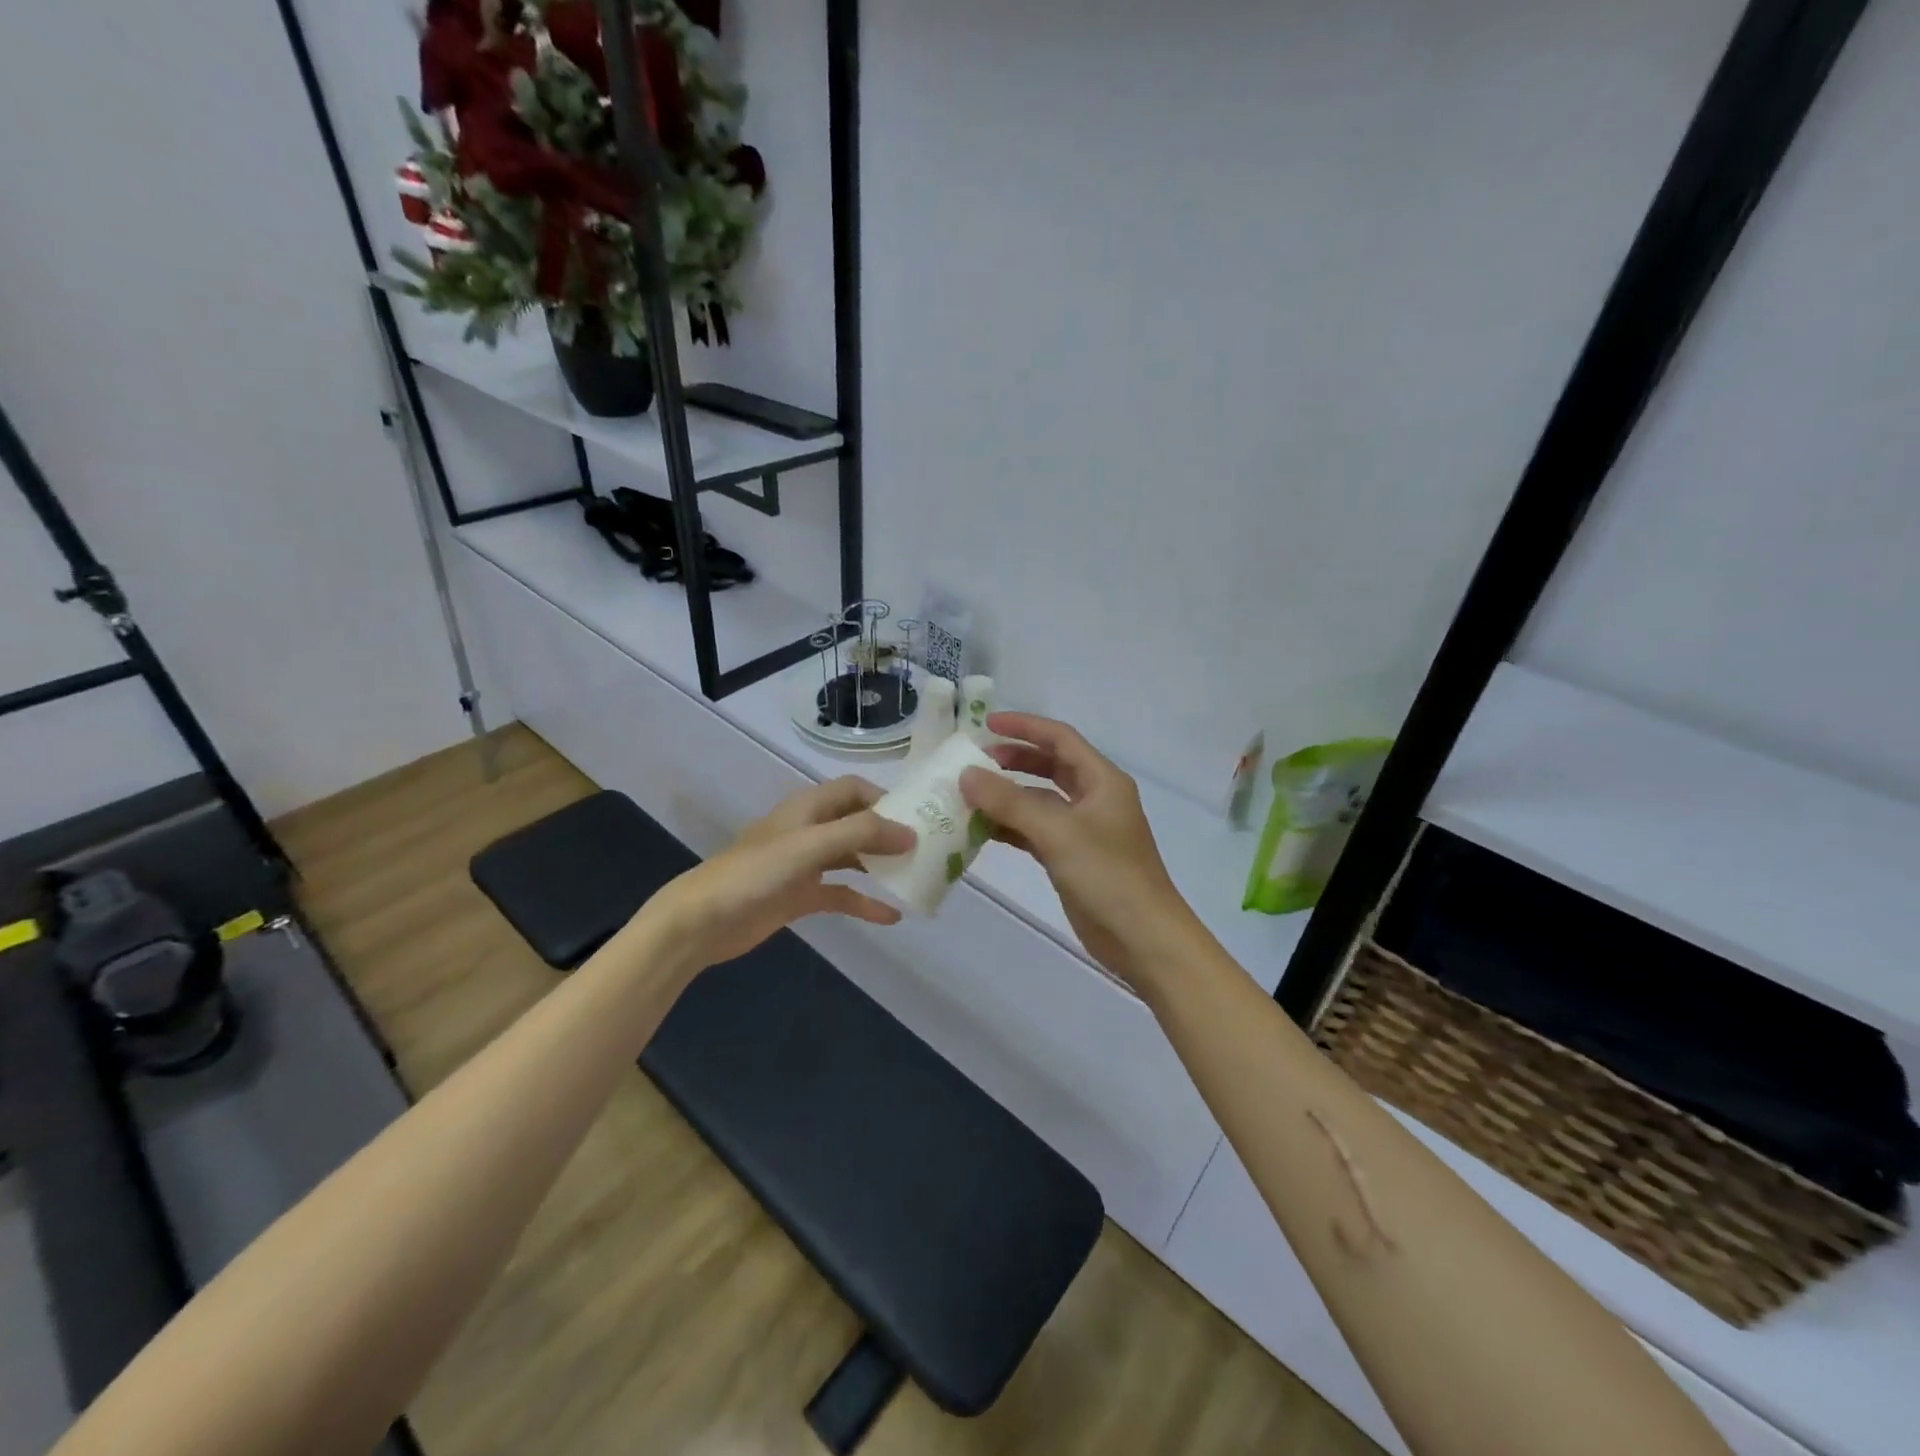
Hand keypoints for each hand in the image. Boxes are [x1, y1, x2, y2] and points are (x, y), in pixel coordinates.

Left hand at [646, 777, 914, 972]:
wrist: (702, 922)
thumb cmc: (754, 874)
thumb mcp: (809, 847)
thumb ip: (860, 835)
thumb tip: (911, 834)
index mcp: (808, 808)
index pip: (854, 789)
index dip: (885, 798)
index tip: (918, 816)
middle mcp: (809, 830)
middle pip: (857, 822)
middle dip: (889, 833)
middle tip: (926, 849)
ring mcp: (805, 865)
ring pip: (852, 858)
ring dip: (880, 866)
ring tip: (916, 877)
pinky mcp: (800, 896)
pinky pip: (841, 894)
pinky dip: (864, 902)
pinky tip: (892, 916)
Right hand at [960, 713, 1200, 992]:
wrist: (1142, 939)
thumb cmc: (1108, 875)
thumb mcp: (1057, 832)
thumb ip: (1010, 802)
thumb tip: (966, 775)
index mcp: (1102, 780)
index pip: (1060, 738)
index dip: (1024, 727)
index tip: (985, 725)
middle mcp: (1094, 798)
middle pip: (1050, 766)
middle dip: (1013, 760)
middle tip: (974, 762)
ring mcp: (1083, 830)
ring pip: (1040, 801)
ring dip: (1007, 796)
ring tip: (968, 794)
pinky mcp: (1072, 858)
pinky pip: (1035, 831)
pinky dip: (1011, 827)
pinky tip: (980, 829)